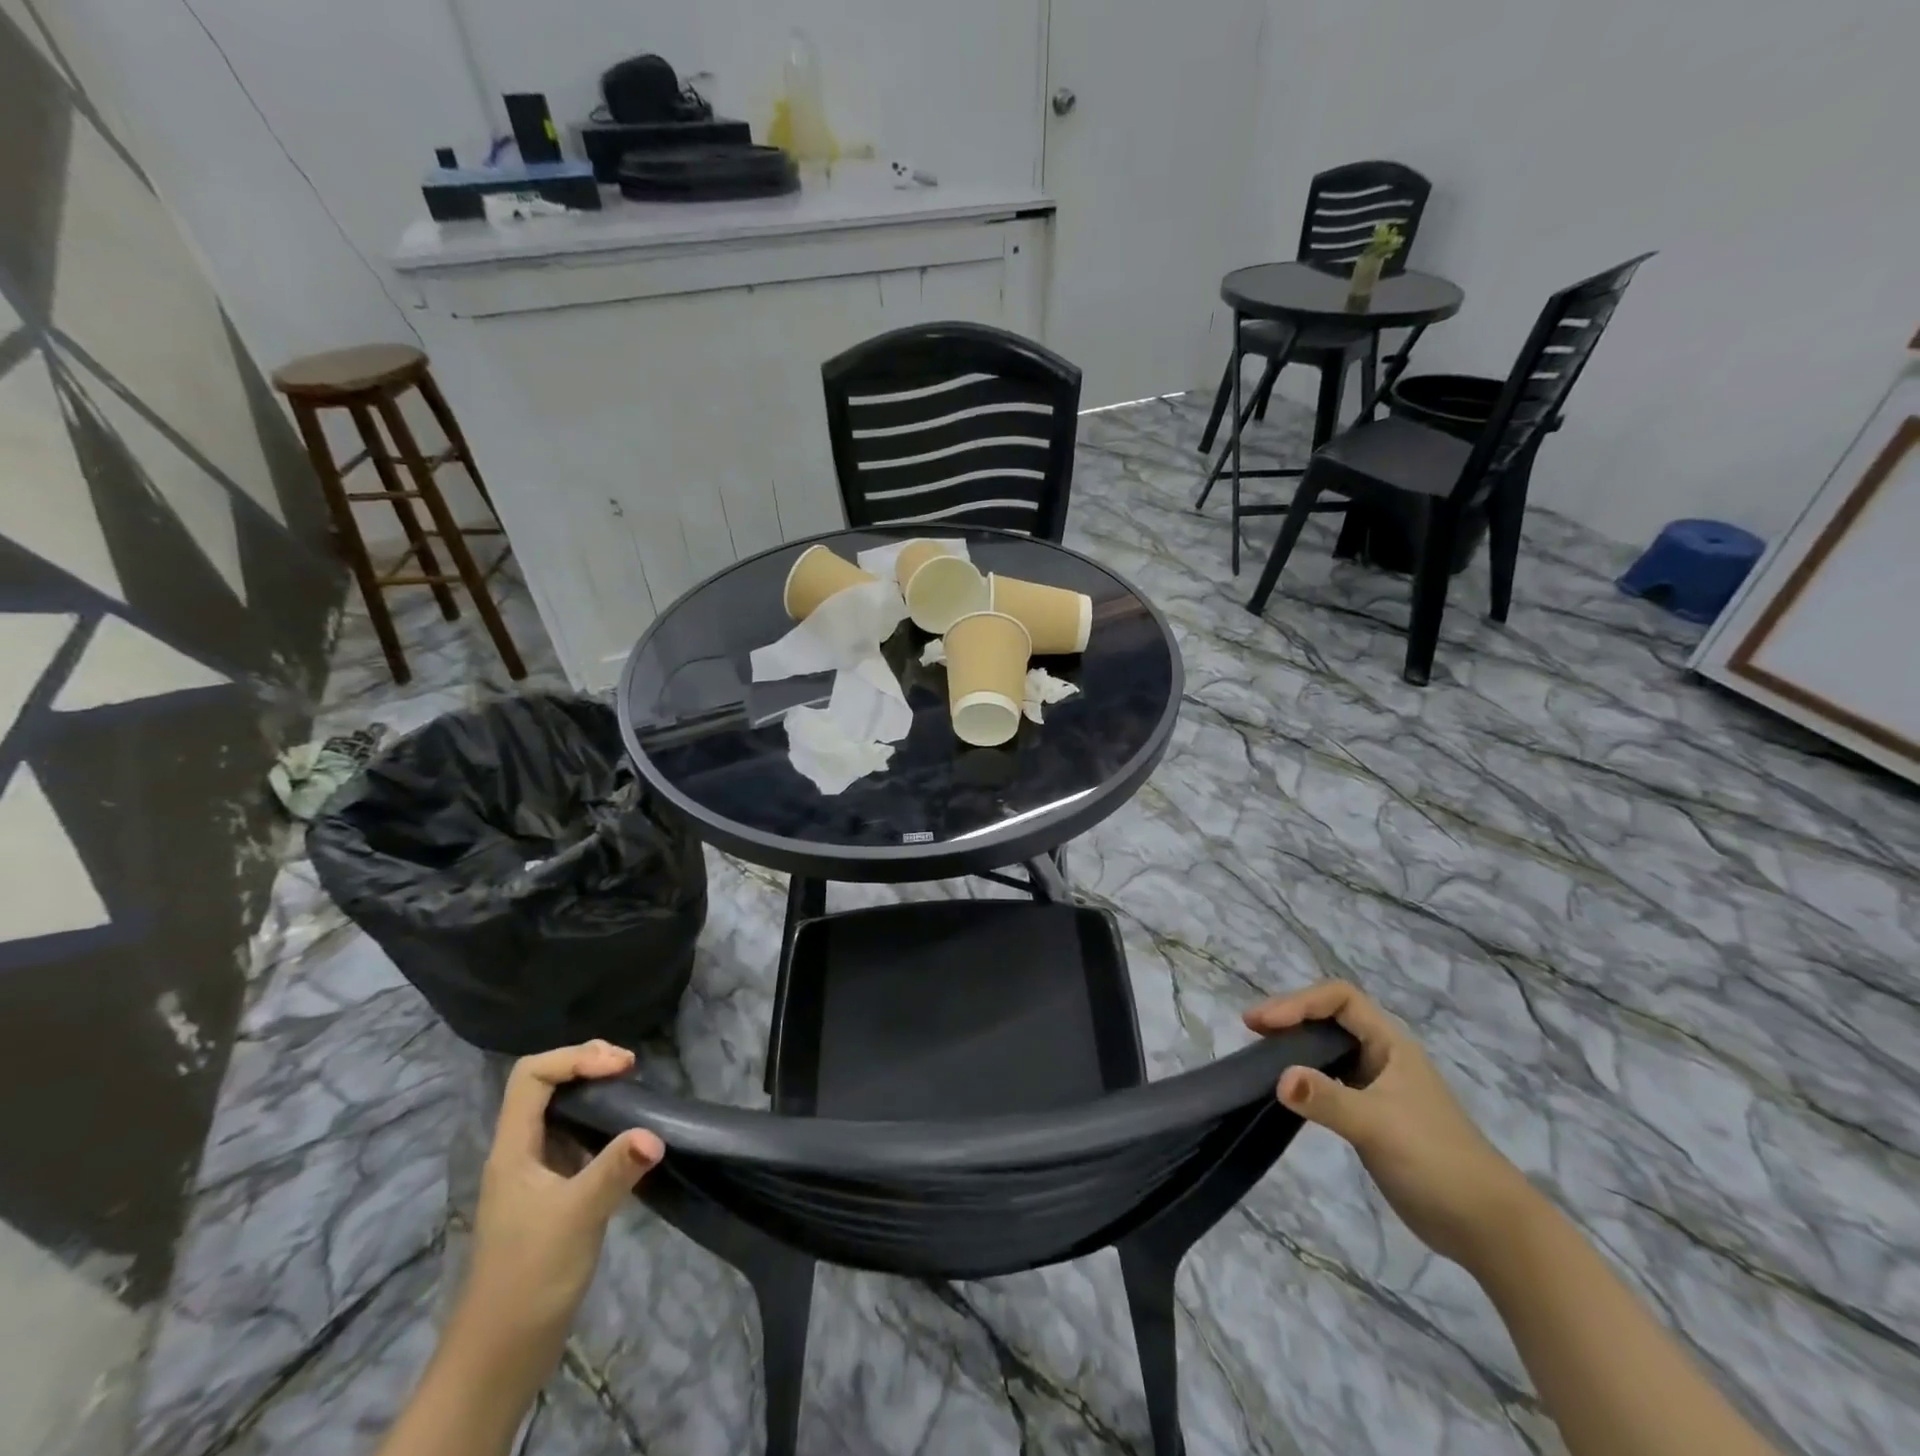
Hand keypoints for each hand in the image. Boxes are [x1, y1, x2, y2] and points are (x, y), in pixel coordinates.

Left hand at [452, 1042, 663, 1395]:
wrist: (501, 1355)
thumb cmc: (530, 1277)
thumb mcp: (577, 1218)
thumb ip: (615, 1171)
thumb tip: (655, 1135)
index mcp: (514, 1148)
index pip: (532, 1076)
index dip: (576, 1059)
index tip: (622, 1067)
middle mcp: (521, 1152)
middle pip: (545, 1085)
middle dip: (587, 1064)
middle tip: (630, 1068)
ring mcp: (535, 1174)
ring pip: (561, 1111)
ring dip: (595, 1091)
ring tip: (634, 1089)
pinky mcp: (552, 1194)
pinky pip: (576, 1139)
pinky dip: (602, 1123)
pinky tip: (628, 1137)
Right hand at [1244, 982, 1536, 1270]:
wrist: (1489, 1228)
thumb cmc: (1438, 1161)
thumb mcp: (1379, 1126)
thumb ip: (1329, 1100)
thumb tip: (1279, 1079)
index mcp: (1390, 1044)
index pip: (1339, 998)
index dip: (1299, 1002)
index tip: (1264, 1024)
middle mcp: (1382, 1057)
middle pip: (1329, 1018)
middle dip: (1290, 1018)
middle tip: (1252, 1032)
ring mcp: (1377, 1087)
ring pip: (1328, 1049)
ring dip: (1294, 1046)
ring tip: (1260, 1056)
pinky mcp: (1371, 1116)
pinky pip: (1329, 1081)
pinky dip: (1303, 1077)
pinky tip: (1286, 1092)